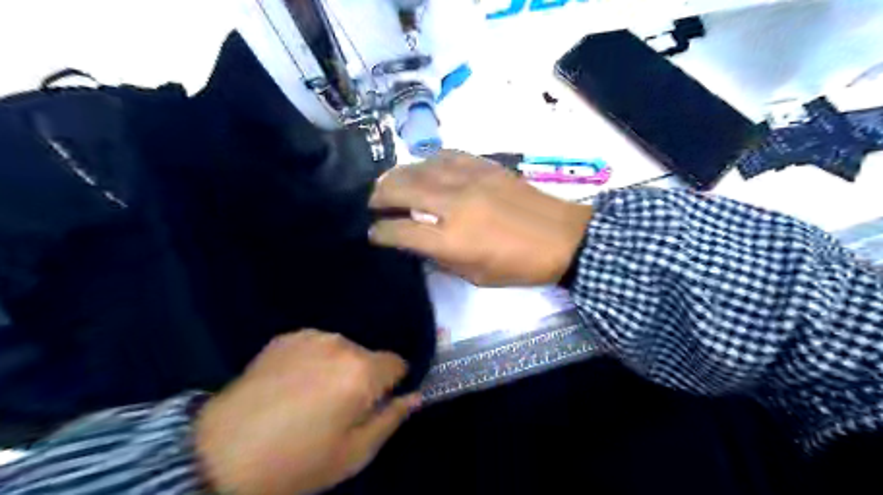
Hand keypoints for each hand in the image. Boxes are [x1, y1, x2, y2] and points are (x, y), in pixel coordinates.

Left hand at [198, 328, 417, 494]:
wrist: (219, 454)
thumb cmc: (295, 461)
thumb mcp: (353, 454)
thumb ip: (391, 419)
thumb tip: (415, 396)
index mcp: (361, 372)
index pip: (398, 363)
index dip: (393, 383)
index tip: (376, 403)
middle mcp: (341, 344)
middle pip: (368, 356)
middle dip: (363, 377)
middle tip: (339, 408)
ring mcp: (311, 336)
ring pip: (343, 349)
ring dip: (338, 367)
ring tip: (311, 395)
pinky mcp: (286, 337)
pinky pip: (316, 345)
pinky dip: (313, 359)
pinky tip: (291, 383)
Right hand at [368, 148, 591, 285]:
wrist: (563, 237)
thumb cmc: (519, 266)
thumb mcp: (476, 276)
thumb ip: (442, 259)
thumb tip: (418, 244)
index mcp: (452, 240)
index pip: (400, 231)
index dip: (380, 232)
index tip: (372, 233)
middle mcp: (454, 204)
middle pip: (402, 190)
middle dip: (379, 196)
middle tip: (371, 202)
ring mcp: (469, 180)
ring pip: (420, 167)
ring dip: (398, 175)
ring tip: (389, 183)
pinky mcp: (484, 166)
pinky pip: (446, 155)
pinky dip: (428, 161)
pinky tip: (423, 167)